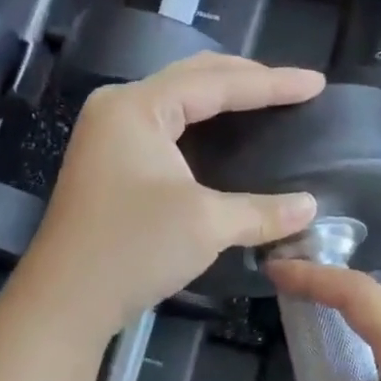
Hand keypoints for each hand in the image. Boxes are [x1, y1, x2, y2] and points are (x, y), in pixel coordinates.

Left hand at [19, 54, 324, 334]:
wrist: (64, 302)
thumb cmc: (132, 250)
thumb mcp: (205, 224)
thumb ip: (261, 211)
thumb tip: (310, 208)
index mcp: (137, 107)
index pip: (215, 82)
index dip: (271, 83)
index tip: (316, 84)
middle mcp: (118, 109)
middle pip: (192, 78)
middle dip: (244, 80)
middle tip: (291, 88)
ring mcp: (108, 136)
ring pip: (176, 101)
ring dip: (220, 99)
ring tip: (264, 101)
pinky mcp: (109, 163)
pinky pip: (164, 127)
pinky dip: (199, 126)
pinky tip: (223, 136)